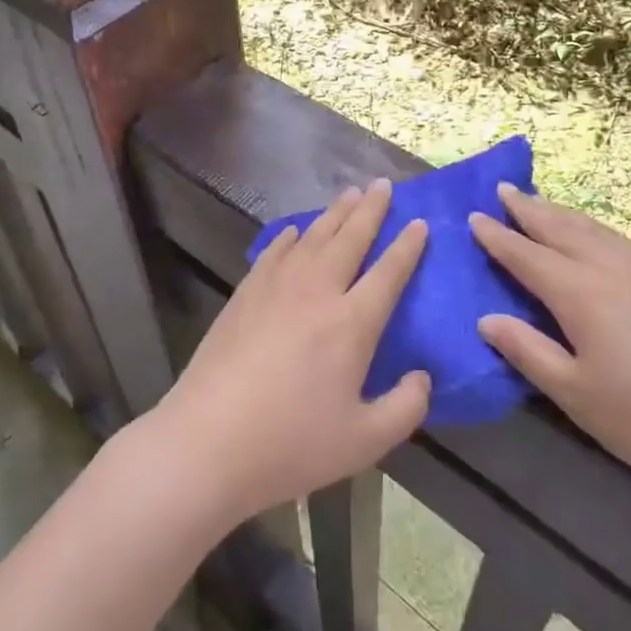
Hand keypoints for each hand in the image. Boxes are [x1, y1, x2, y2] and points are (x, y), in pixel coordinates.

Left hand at [149, 179, 431, 524]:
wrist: (208, 441)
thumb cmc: (291, 444)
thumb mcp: (364, 441)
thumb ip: (405, 407)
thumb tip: (422, 377)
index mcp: (352, 323)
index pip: (389, 272)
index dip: (407, 246)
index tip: (419, 223)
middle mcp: (316, 292)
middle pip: (349, 239)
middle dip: (370, 210)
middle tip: (383, 185)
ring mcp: (275, 288)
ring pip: (312, 237)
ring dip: (334, 213)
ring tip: (348, 194)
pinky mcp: (244, 294)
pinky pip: (274, 252)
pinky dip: (290, 236)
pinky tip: (295, 232)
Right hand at [470, 184, 630, 521]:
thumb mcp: (574, 394)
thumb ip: (527, 351)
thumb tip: (486, 319)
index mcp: (580, 293)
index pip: (526, 254)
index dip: (498, 236)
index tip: (473, 216)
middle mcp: (611, 269)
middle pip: (561, 228)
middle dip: (529, 209)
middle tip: (503, 190)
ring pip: (595, 229)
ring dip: (561, 214)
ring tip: (540, 204)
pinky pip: (620, 241)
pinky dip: (594, 229)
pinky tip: (594, 238)